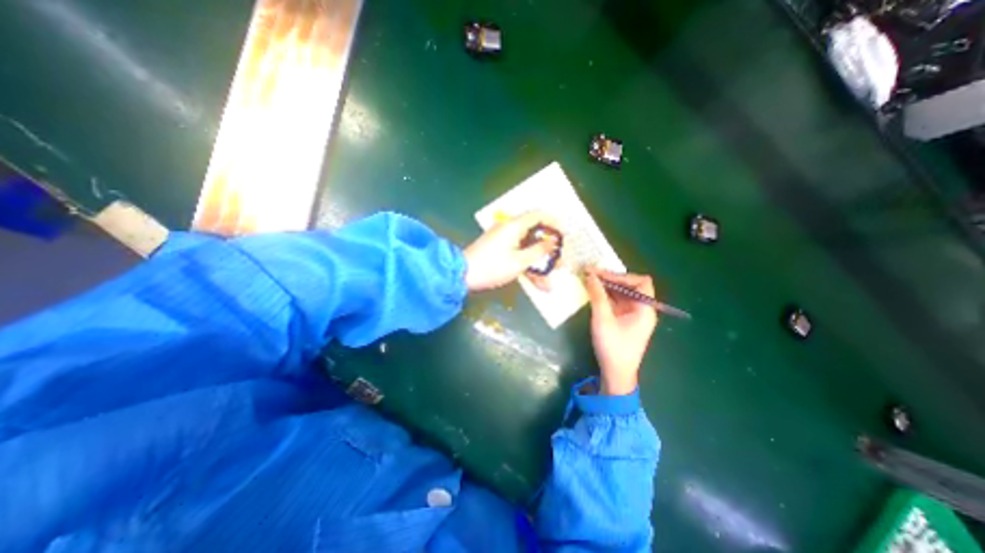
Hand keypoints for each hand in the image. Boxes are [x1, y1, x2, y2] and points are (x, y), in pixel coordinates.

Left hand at [464, 208, 561, 294]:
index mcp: (514, 226)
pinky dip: (527, 265)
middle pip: (535, 234)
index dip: (554, 223)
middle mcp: (509, 228)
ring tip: (549, 280)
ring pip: (528, 247)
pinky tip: (536, 282)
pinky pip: (518, 253)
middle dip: (549, 250)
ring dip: (539, 262)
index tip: (564, 235)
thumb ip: (539, 251)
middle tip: (559, 262)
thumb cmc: (492, 267)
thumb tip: (552, 242)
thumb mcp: (519, 261)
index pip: (539, 215)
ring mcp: (503, 239)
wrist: (462, 274)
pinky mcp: (499, 249)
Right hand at [587, 267, 655, 393]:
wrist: (616, 374)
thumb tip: (590, 275)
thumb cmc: (613, 347)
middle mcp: (642, 309)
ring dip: (607, 286)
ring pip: (622, 293)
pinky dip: (606, 295)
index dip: (622, 276)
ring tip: (590, 280)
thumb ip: (597, 296)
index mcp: (645, 309)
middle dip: (611, 279)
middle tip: (591, 274)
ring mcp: (633, 315)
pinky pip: (617, 302)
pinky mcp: (625, 320)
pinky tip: (593, 292)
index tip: (602, 275)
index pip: (640, 283)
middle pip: (630, 286)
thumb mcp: (603, 320)